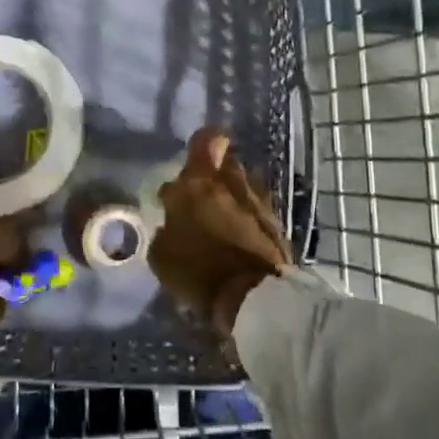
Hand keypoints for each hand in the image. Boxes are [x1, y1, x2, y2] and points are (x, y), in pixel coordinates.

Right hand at [148, 128, 292, 339]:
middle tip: (201, 198)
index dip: (201, 146)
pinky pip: (256, 210)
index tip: (192, 164)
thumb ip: (166, 224)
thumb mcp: (161, 252)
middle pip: (225, 163)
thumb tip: (172, 217)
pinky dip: (247, 218)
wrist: (253, 298)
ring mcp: (259, 200)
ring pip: (243, 186)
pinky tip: (238, 238)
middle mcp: (232, 181)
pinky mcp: (277, 222)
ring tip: (221, 221)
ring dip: (232, 197)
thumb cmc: (198, 271)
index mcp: (199, 182)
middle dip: (214, 176)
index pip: (205, 140)